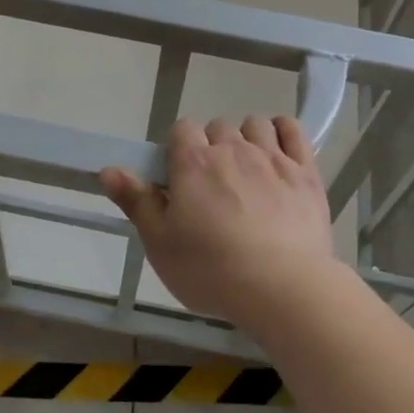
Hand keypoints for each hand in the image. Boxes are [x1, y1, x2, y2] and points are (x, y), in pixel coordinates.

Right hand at [100, 116, 342, 333]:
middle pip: (217, 127)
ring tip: (247, 173)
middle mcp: (232, 149)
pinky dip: (283, 131)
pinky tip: (278, 150)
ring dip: (246, 139)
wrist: (282, 287)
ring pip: (254, 125)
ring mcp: (272, 156)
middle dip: (212, 148)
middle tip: (213, 186)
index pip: (181, 129)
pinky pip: (293, 130)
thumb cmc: (211, 270)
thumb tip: (108, 169)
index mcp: (194, 162)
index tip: (180, 179)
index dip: (178, 150)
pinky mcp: (305, 171)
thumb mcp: (161, 244)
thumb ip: (136, 202)